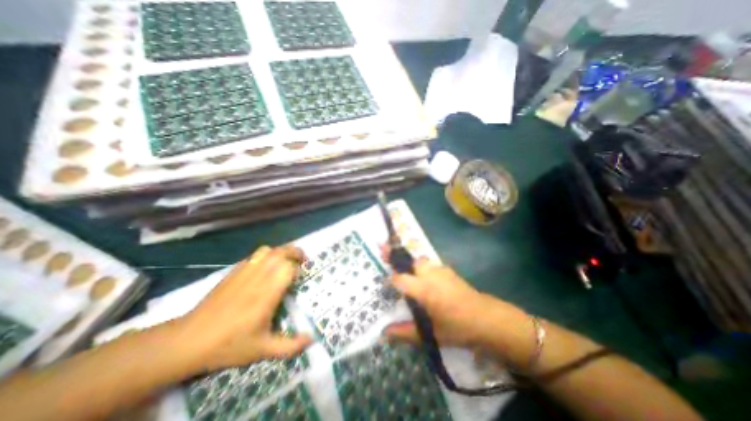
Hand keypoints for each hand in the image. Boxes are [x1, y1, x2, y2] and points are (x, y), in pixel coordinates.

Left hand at [177, 246, 310, 371]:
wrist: (188, 341)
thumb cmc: (228, 345)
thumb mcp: (262, 350)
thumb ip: (290, 346)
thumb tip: (312, 340)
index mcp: (267, 294)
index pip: (287, 268)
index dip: (298, 268)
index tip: (302, 275)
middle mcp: (258, 278)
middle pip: (280, 252)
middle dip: (295, 252)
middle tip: (302, 260)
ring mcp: (244, 272)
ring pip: (267, 250)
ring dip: (281, 251)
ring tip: (285, 261)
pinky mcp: (233, 272)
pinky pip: (255, 256)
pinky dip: (266, 256)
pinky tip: (266, 267)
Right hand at [384, 253, 522, 347]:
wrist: (487, 318)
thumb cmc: (457, 328)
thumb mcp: (430, 334)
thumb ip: (405, 332)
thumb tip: (383, 333)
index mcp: (424, 289)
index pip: (400, 278)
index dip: (391, 279)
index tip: (385, 282)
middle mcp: (430, 274)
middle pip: (409, 261)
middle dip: (396, 256)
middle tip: (383, 250)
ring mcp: (441, 270)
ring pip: (420, 260)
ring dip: (410, 262)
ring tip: (402, 267)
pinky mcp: (448, 270)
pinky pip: (430, 264)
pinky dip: (422, 266)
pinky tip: (423, 277)